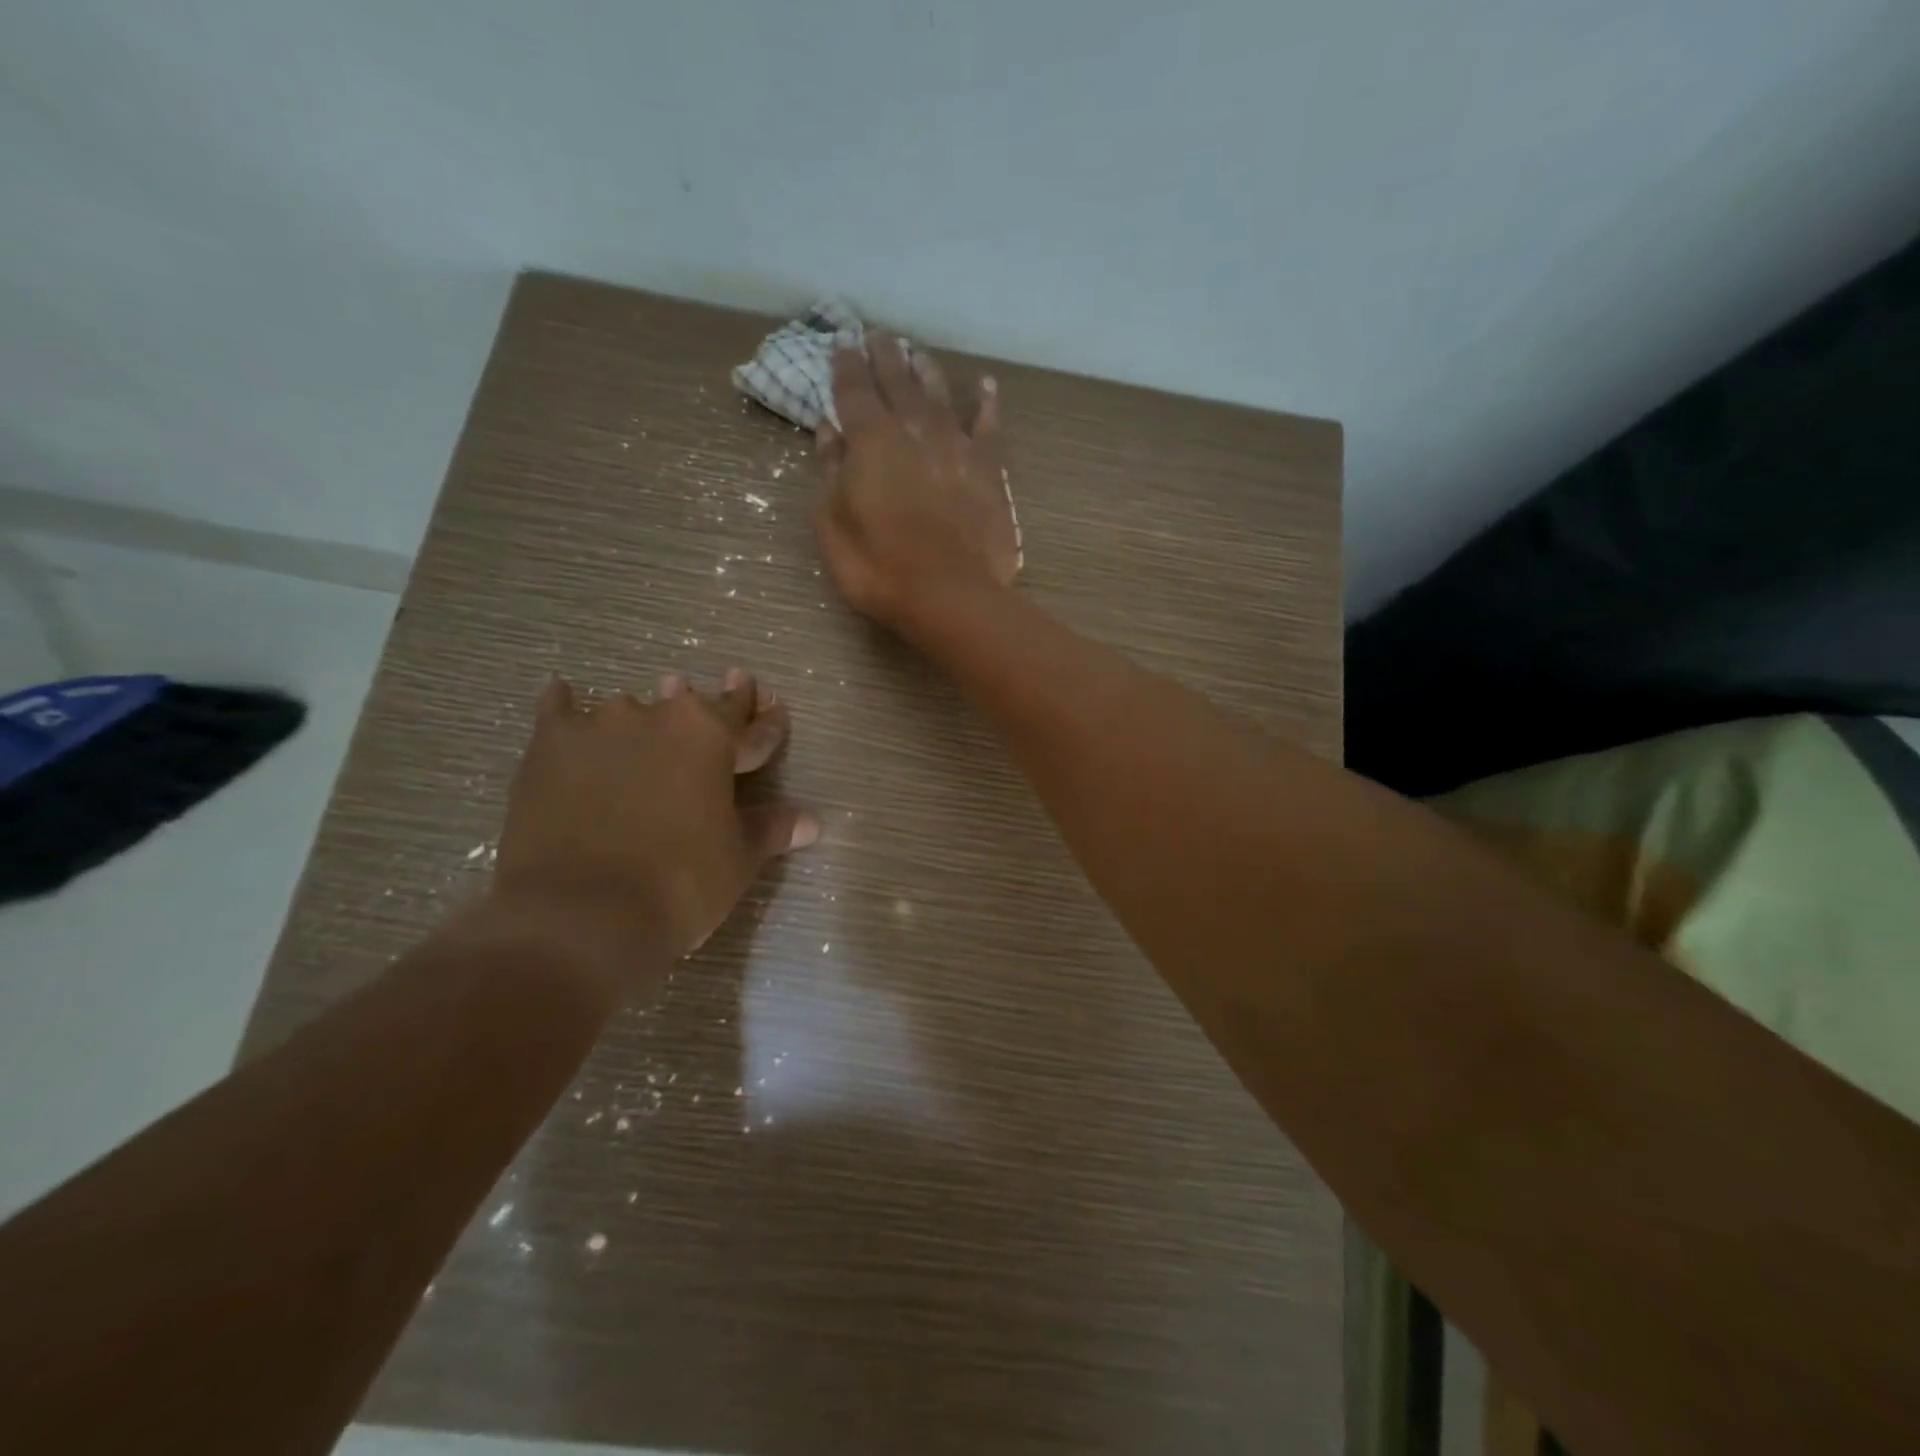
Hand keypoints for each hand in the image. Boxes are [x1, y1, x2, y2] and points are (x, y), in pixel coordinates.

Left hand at [486, 670, 816, 1001]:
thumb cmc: (679, 885)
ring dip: (648, 711)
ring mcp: (600, 727)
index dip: (769, 721)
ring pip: (632, 707)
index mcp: (714, 738)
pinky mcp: (549, 747)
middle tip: (732, 684)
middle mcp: (660, 717)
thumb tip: (812, 821)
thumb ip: (771, 829)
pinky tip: (565, 695)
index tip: (774, 705)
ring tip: (651, 708)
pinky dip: (566, 705)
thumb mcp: (737, 859)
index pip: (754, 727)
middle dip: (715, 701)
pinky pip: (559, 710)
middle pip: (695, 704)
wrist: (579, 916)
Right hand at [815, 333, 1020, 635]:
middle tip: (877, 335)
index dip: (846, 368)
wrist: (949, 594)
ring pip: (940, 396)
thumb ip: (830, 471)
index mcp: (871, 441)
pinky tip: (986, 387)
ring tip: (917, 353)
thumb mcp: (832, 524)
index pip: (854, 392)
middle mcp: (915, 431)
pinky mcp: (989, 471)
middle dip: (885, 357)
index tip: (842, 344)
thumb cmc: (878, 566)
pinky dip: (986, 404)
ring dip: (927, 372)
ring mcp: (956, 448)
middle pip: (898, 383)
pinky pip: (989, 427)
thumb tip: (829, 430)